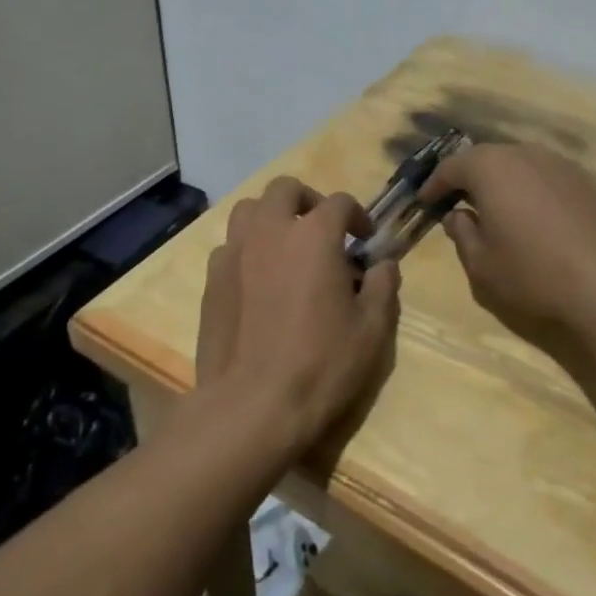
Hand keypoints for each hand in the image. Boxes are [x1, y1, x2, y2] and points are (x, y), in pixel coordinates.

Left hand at [194, 177, 400, 462]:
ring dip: (271, 217)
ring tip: (286, 245)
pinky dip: (247, 249)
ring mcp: (235, 252)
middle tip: (322, 230)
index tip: (365, 239)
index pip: (339, 202)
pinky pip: (230, 246)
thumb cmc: (321, 365)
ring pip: (249, 210)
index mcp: (314, 235)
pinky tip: (258, 280)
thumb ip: (382, 286)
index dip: (357, 215)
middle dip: (307, 200)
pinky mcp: (211, 279)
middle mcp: (271, 231)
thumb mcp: (371, 330)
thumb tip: (383, 264)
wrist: (252, 406)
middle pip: (285, 189)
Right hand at [423, 144, 595, 363]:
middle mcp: (525, 154)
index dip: (434, 185)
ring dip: (500, 182)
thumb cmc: (533, 274)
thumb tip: (458, 215)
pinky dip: (528, 189)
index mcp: (491, 168)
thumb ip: (461, 233)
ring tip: (493, 210)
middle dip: (467, 178)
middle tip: (455, 203)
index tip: (425, 202)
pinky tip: (531, 217)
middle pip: (486, 158)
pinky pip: (544, 177)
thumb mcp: (481, 263)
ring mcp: (560, 165)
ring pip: (518, 165)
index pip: (452, 167)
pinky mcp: (585, 182)